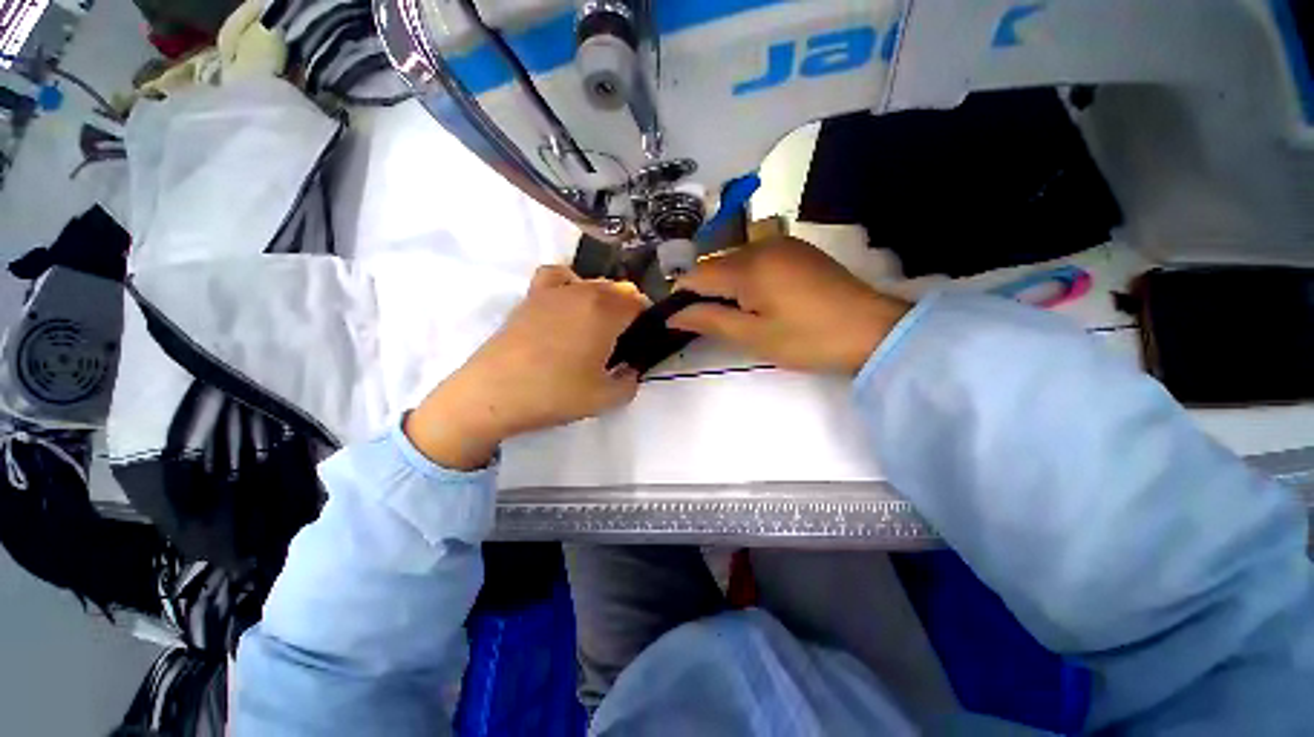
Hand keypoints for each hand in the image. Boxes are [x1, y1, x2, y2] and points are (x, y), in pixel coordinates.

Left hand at [406, 266, 648, 469]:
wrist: (492, 394)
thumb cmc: (554, 394)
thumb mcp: (606, 399)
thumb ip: (631, 381)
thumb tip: (631, 369)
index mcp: (605, 311)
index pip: (640, 301)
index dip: (649, 320)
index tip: (644, 341)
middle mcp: (583, 291)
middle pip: (619, 289)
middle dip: (629, 311)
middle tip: (623, 343)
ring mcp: (554, 290)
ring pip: (593, 282)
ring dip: (605, 300)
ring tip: (597, 328)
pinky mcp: (531, 296)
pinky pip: (559, 276)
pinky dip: (571, 284)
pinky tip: (568, 306)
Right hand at [668, 237, 909, 374]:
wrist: (874, 330)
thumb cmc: (808, 339)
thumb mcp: (753, 336)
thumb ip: (709, 321)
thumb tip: (674, 316)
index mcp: (747, 266)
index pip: (696, 274)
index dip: (681, 297)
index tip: (679, 321)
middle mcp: (760, 245)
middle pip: (714, 265)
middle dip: (704, 292)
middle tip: (710, 324)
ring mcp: (782, 244)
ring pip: (734, 261)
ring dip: (725, 285)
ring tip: (735, 314)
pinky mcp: (797, 250)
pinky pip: (757, 259)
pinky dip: (746, 278)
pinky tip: (758, 299)